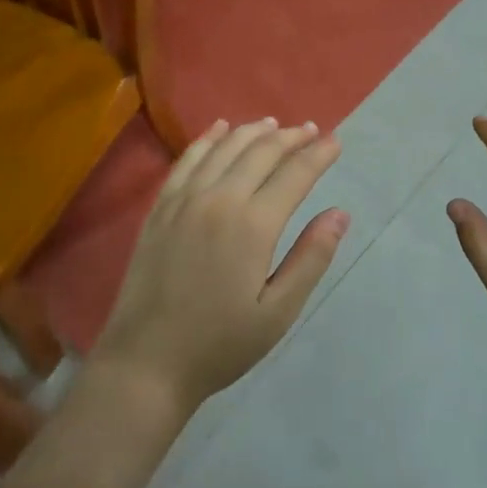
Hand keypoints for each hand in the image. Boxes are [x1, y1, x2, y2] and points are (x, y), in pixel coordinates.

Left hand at [92, 118, 347, 413]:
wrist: (146, 362)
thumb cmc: (220, 344)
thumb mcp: (278, 312)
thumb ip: (310, 258)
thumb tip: (340, 213)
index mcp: (253, 225)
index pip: (294, 174)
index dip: (318, 155)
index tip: (335, 142)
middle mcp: (219, 199)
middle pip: (261, 152)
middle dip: (291, 137)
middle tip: (312, 130)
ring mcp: (185, 199)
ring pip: (225, 148)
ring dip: (254, 131)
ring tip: (275, 124)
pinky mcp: (161, 207)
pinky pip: (187, 158)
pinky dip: (208, 138)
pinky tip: (220, 128)